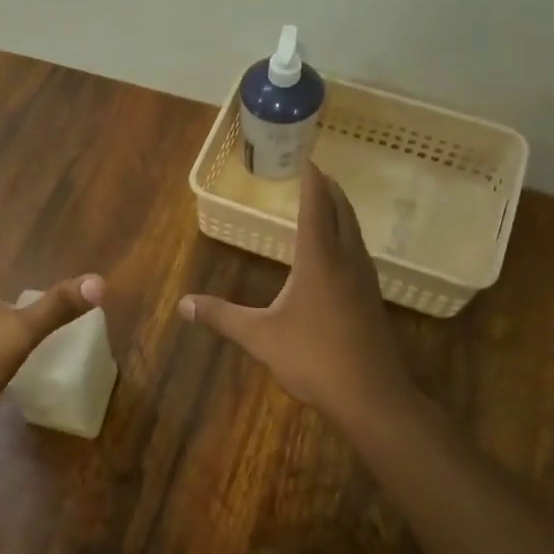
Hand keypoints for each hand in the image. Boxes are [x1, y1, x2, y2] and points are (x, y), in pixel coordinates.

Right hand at [179, 161, 412, 426]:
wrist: (370, 395)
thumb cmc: (313, 358)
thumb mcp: (259, 336)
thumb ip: (222, 316)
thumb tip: (183, 304)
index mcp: (319, 260)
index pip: (316, 207)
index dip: (311, 181)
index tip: (307, 158)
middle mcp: (346, 260)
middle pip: (342, 212)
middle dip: (329, 189)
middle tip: (315, 173)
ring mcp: (364, 280)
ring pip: (354, 232)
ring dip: (341, 211)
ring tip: (326, 203)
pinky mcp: (371, 299)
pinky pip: (358, 252)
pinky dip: (346, 236)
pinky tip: (338, 252)